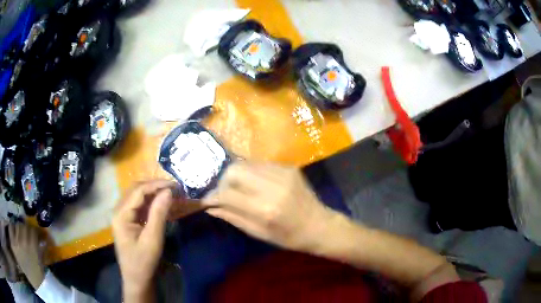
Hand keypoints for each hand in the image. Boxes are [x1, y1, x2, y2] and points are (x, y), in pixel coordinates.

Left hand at [8, 223, 44, 288]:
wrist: (26, 275)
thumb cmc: (32, 277)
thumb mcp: (40, 274)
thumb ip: (41, 260)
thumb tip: (44, 248)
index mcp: (32, 249)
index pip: (34, 231)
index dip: (37, 231)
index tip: (39, 235)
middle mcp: (23, 240)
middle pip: (25, 226)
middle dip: (27, 230)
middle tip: (29, 235)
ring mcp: (15, 236)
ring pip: (18, 225)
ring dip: (20, 229)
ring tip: (21, 236)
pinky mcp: (11, 233)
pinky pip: (12, 226)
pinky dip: (14, 229)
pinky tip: (15, 235)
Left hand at [112, 180, 174, 300]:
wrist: (136, 279)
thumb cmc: (143, 262)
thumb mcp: (153, 239)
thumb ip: (159, 213)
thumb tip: (168, 191)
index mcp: (121, 214)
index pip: (138, 191)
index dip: (157, 185)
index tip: (175, 185)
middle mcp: (119, 210)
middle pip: (136, 190)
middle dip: (155, 186)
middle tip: (174, 188)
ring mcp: (122, 215)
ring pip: (137, 196)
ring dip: (153, 193)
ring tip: (170, 194)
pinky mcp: (127, 220)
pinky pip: (139, 205)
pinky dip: (151, 202)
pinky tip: (162, 204)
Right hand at [202, 162, 336, 252]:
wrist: (319, 225)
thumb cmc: (289, 237)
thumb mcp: (259, 233)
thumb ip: (232, 217)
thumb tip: (210, 206)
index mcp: (265, 209)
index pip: (227, 193)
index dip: (213, 195)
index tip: (207, 199)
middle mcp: (273, 186)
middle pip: (234, 170)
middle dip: (223, 180)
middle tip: (223, 192)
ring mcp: (283, 173)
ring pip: (246, 163)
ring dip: (236, 175)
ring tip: (236, 188)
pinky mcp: (289, 167)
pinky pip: (260, 164)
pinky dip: (251, 173)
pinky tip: (253, 184)